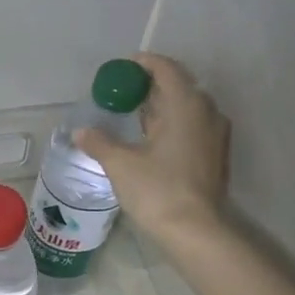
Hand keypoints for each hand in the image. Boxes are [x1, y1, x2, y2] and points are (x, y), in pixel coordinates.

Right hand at [74, 52, 230, 249]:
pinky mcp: (214, 156)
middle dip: (150, 85)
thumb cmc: (158, 190)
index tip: (123, 67)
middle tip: (123, 91)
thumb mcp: (120, 164)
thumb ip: (99, 142)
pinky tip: (150, 139)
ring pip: (186, 108)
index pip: (166, 69)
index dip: (144, 64)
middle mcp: (206, 113)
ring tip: (133, 114)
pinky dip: (171, 124)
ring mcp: (214, 135)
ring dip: (161, 106)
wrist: (195, 231)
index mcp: (185, 105)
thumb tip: (81, 132)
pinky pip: (191, 126)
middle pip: (179, 86)